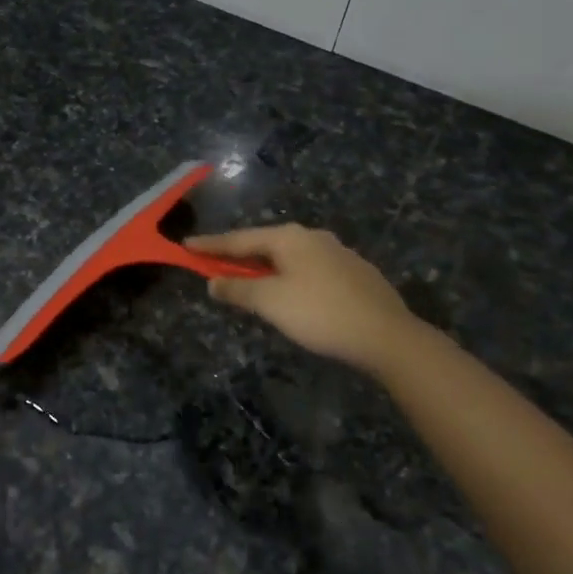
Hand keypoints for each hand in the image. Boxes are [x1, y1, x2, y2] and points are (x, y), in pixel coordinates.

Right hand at [185, 224, 418, 373]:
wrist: (387, 336)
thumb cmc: (320, 313)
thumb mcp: (270, 302)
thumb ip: (237, 290)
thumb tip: (213, 282)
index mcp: (289, 238)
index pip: (239, 239)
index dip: (210, 245)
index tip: (185, 246)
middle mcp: (313, 237)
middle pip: (264, 245)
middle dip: (238, 256)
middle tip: (214, 265)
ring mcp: (337, 254)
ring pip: (288, 258)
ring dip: (264, 269)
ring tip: (248, 283)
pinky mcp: (354, 274)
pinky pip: (308, 270)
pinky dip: (288, 278)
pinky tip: (289, 294)